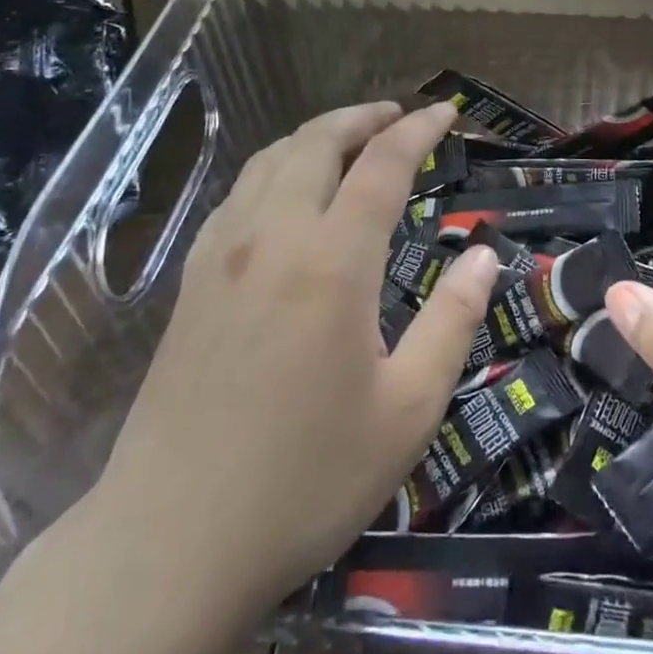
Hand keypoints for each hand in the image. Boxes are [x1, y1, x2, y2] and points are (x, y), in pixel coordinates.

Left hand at [86, 100, 499, 623]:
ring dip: (316, 135)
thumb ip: (452, 322)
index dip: (418, 129)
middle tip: (398, 116)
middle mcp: (273, 236)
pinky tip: (288, 193)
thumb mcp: (407, 411)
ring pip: (270, 159)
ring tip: (350, 140)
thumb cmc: (305, 479)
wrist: (169, 542)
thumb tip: (483, 256)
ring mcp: (222, 254)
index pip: (382, 164)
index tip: (446, 111)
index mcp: (332, 261)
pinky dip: (276, 168)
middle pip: (317, 142)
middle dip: (363, 117)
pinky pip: (239, 193)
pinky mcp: (191, 280)